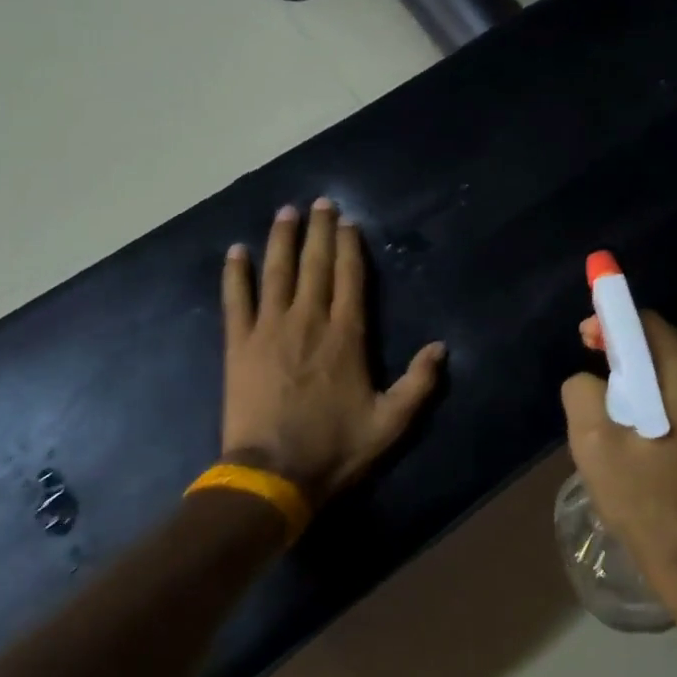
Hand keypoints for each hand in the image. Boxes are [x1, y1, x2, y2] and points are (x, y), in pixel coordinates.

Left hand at [221, 199, 445, 506]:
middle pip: (315, 265)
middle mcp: (309, 320)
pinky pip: (236, 300)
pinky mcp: (239, 344)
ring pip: (277, 272)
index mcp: (346, 336)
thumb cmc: (335, 448)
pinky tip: (235, 251)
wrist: (274, 474)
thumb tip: (441, 347)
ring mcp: (270, 329)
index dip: (350, 247)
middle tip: (320, 202)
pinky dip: (235, 274)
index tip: (348, 221)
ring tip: (285, 212)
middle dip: (319, 231)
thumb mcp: (391, 423)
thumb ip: (419, 384)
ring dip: (282, 239)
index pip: (351, 278)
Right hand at [561, 311, 676, 589]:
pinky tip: (654, 432)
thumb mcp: (592, 442)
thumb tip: (594, 380)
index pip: (649, 324)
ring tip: (623, 409)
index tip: (587, 340)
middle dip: (631, 351)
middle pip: (670, 345)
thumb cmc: (642, 500)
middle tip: (600, 376)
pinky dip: (674, 400)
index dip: (612, 323)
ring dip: (652, 377)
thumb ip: (583, 389)